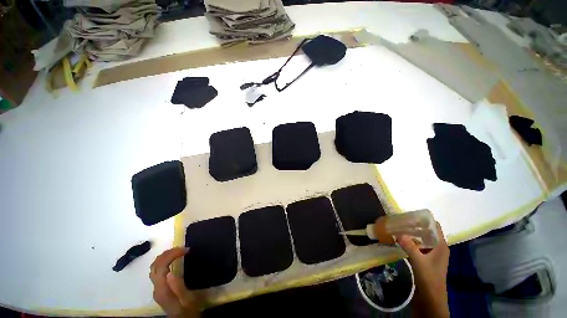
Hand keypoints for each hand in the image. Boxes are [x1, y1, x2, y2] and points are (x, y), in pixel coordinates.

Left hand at [150, 247, 200, 317]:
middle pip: (155, 265)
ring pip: (154, 267)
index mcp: (163, 290)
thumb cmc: (189, 310)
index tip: (186, 250)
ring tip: (179, 251)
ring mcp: (156, 288)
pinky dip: (164, 261)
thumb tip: (169, 272)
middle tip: (183, 248)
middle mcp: (156, 288)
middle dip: (168, 253)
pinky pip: (157, 270)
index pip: (161, 267)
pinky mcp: (159, 288)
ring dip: (165, 256)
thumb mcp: (187, 300)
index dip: (172, 255)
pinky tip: (173, 260)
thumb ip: (178, 287)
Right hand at [397, 222, 449, 317]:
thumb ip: (409, 247)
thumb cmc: (429, 279)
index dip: (425, 219)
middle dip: (415, 225)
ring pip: (422, 238)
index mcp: (441, 246)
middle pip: (427, 231)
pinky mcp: (426, 259)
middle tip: (401, 220)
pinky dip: (410, 241)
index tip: (411, 214)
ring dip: (412, 233)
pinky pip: (418, 245)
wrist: (431, 299)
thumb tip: (398, 233)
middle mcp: (438, 247)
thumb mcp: (419, 262)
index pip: (435, 227)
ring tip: (399, 227)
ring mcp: (432, 254)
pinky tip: (401, 240)